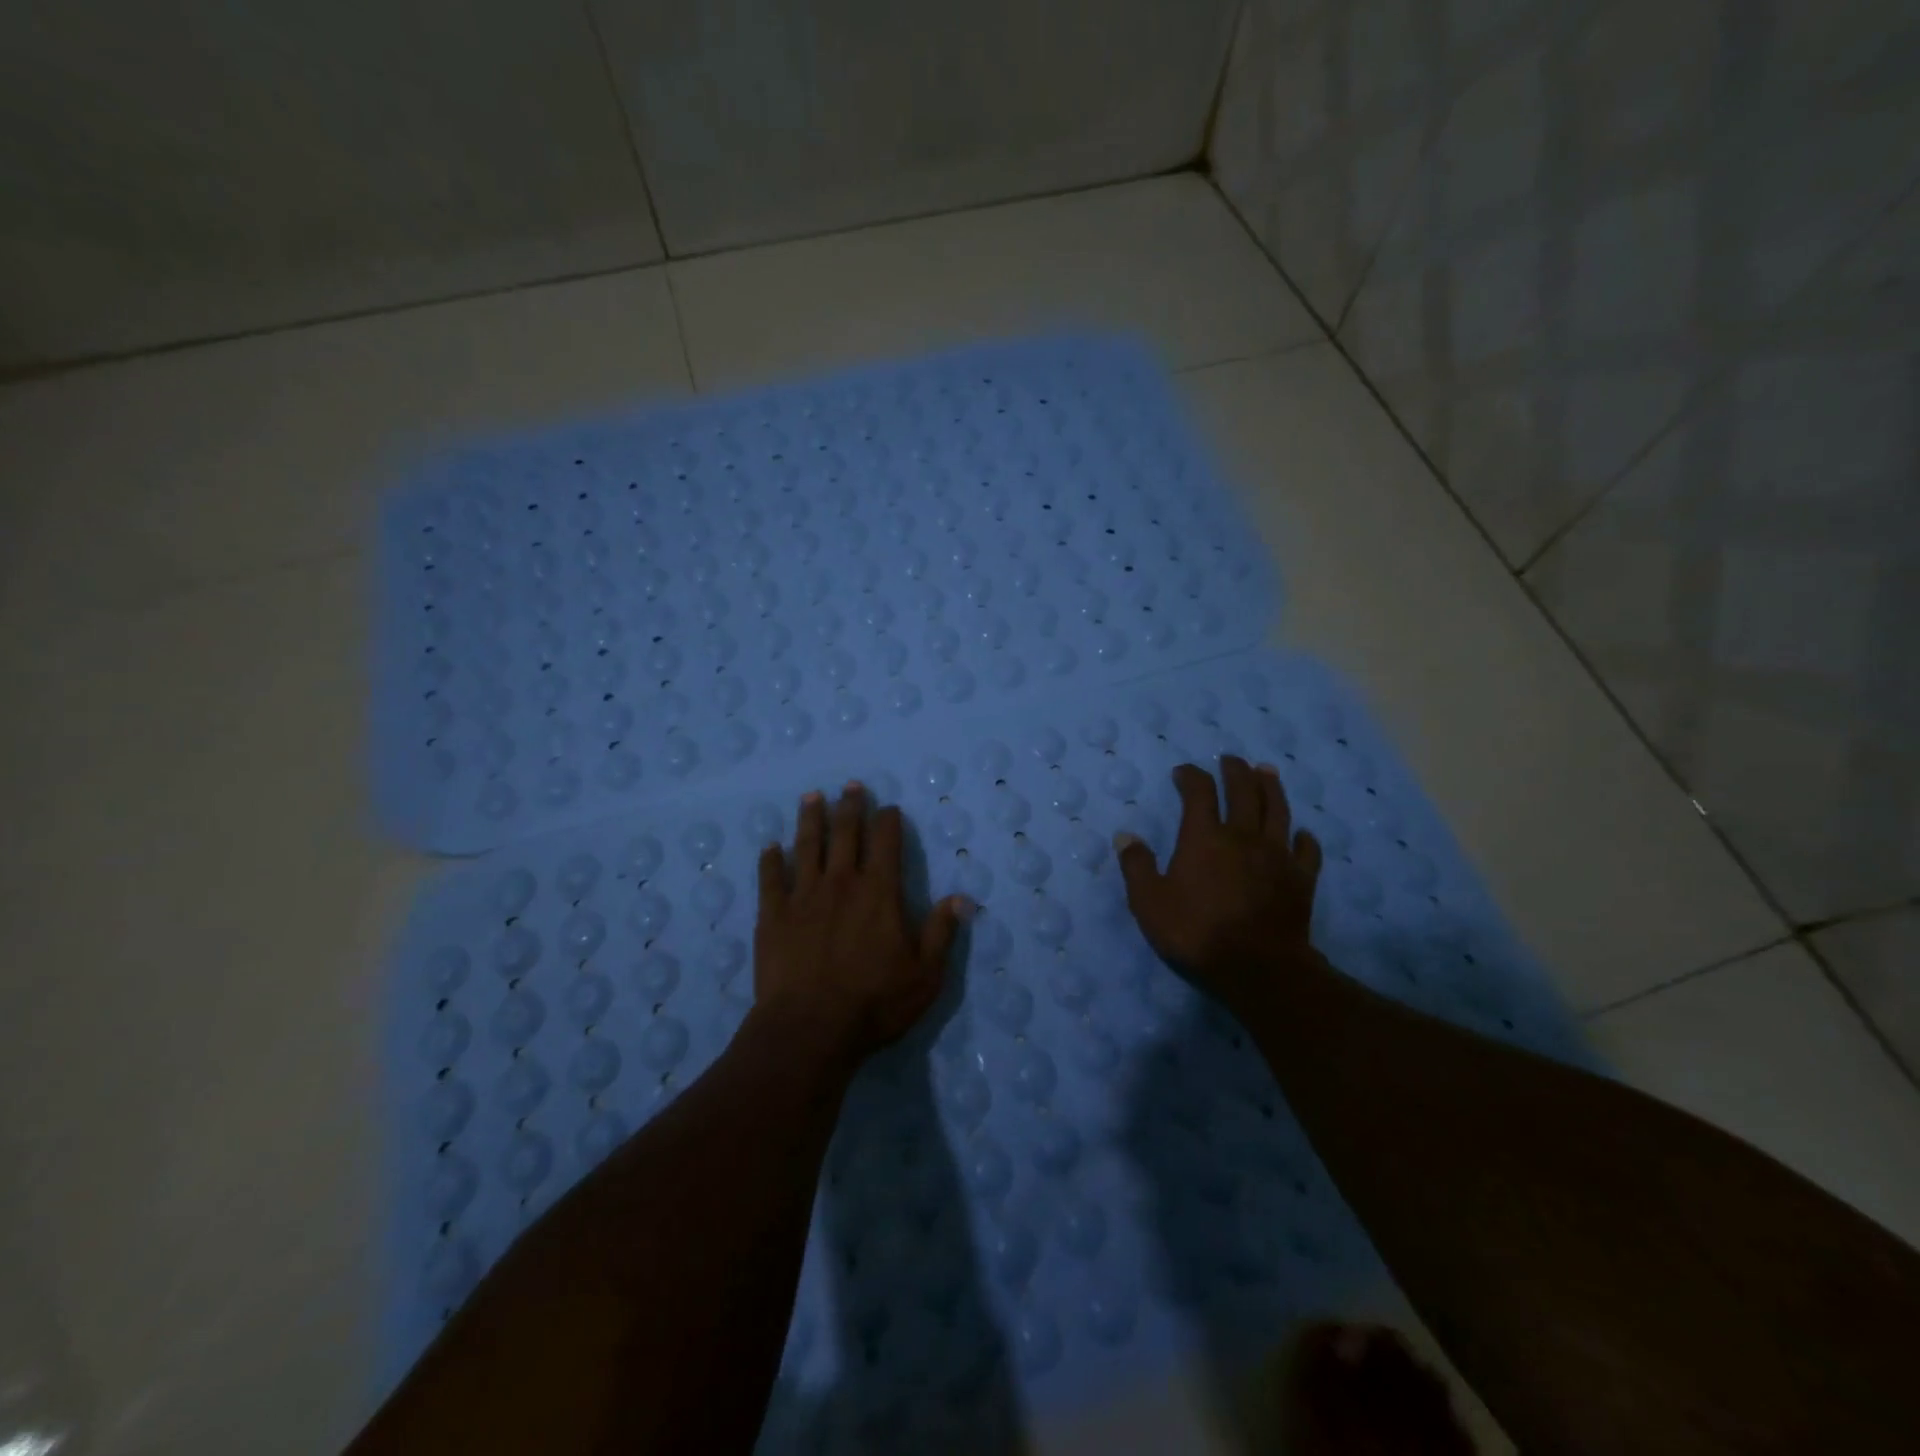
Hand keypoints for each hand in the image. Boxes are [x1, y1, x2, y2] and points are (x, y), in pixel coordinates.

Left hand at [754, 782, 968, 1062]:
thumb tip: (962, 898)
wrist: (810, 1028)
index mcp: (880, 892)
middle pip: (846, 833)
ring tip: (812, 797)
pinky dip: (771, 860)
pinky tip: (771, 848)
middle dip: (850, 807)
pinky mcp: (773, 915)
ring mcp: (803, 896)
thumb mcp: (925, 974)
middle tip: (850, 785)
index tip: (888, 807)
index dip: (888, 820)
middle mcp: (842, 883)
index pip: (886, 842)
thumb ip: (942, 932)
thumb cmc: (874, 1003)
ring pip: (808, 846)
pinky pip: (771, 878)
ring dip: (811, 819)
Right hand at [1115, 756, 1322, 1022]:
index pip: (1199, 792)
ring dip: (1271, 788)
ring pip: (1277, 810)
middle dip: (1235, 771)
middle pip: (1243, 791)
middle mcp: (1243, 836)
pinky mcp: (1301, 878)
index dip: (1190, 776)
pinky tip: (1301, 833)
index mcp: (1204, 837)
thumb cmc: (1196, 932)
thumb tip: (1126, 836)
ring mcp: (1277, 855)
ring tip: (1266, 772)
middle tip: (1230, 759)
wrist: (1257, 967)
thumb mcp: (1150, 903)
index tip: (1183, 772)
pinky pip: (1306, 850)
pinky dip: (1304, 838)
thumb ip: (1137, 866)